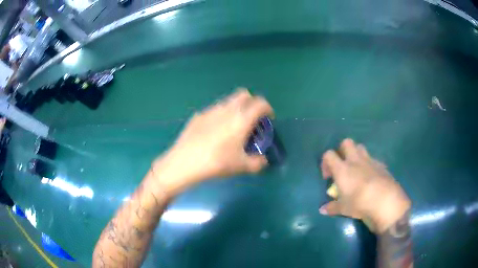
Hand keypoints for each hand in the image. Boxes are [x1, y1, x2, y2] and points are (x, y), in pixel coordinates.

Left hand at [152, 89, 272, 196]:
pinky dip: (221, 115)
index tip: (268, 118)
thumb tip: (263, 160)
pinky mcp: (198, 115)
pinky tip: (214, 132)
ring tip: (233, 126)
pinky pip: (214, 110)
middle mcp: (227, 109)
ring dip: (236, 108)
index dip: (268, 108)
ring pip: (228, 101)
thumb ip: (257, 163)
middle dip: (252, 102)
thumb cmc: (217, 163)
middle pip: (244, 94)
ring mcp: (210, 110)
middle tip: (252, 119)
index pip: (260, 103)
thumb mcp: (241, 166)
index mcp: (241, 119)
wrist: (184, 162)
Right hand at [319, 139, 410, 232]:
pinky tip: (371, 178)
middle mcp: (355, 160)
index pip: (329, 154)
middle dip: (342, 151)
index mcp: (342, 169)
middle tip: (342, 166)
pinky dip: (369, 165)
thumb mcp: (343, 208)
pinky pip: (373, 159)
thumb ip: (332, 207)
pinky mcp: (381, 165)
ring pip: (360, 147)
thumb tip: (322, 210)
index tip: (328, 177)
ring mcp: (370, 161)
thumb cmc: (360, 204)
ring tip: (356, 170)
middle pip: (346, 143)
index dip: (326, 162)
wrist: (385, 201)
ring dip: (356, 155)